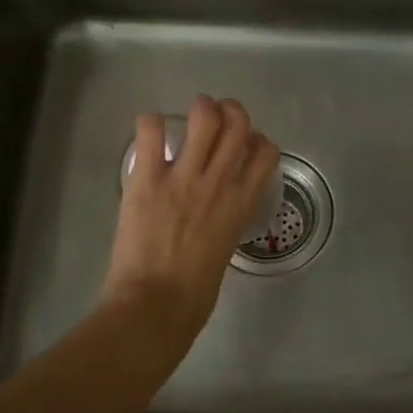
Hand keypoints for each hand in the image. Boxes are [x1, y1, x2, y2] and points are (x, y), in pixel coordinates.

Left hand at [103, 95, 279, 348]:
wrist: (156, 304)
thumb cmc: (195, 292)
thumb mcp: (226, 248)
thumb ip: (226, 219)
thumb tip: (215, 207)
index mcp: (242, 203)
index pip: (266, 152)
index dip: (258, 141)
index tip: (246, 145)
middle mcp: (219, 181)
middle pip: (238, 123)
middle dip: (231, 111)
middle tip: (216, 117)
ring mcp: (183, 176)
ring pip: (204, 116)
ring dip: (200, 108)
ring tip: (190, 116)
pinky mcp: (147, 178)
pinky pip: (152, 130)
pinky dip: (152, 124)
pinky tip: (151, 134)